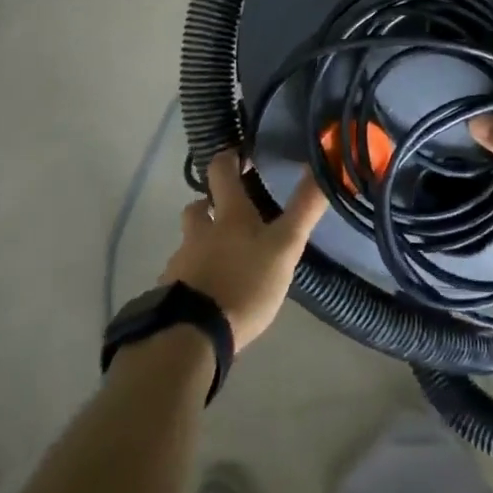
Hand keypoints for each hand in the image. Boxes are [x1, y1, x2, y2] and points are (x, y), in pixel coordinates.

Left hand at [160, 150, 327, 350]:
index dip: (229, 158)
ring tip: (225, 260)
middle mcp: (199, 231)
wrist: (192, 336)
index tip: (240, 155)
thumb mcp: (284, 246)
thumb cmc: (244, 283)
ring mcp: (181, 263)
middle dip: (211, 204)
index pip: (221, 170)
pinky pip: (183, 276)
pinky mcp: (170, 294)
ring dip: (203, 243)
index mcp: (227, 214)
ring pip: (190, 242)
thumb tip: (321, 163)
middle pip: (198, 206)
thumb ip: (304, 208)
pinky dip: (195, 277)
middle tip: (232, 213)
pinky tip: (210, 294)